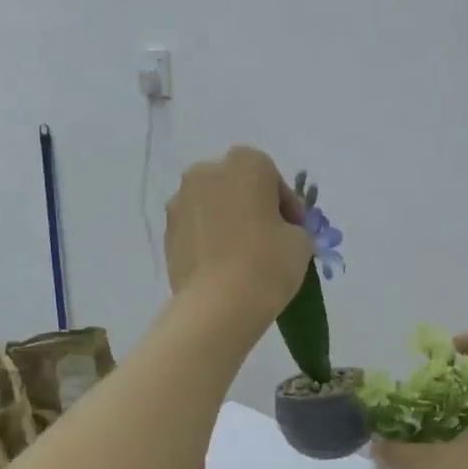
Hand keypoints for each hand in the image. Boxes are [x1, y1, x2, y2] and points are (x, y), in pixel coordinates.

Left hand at [165, 146, 313, 326]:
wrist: (218, 305)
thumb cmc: (266, 263)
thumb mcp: (301, 242)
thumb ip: (292, 227)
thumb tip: (279, 232)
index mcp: (244, 163)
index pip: (272, 177)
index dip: (287, 205)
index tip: (294, 229)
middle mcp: (206, 172)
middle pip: (237, 186)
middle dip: (252, 206)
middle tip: (268, 238)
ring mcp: (180, 202)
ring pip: (212, 206)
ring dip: (227, 222)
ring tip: (242, 255)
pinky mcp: (167, 232)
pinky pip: (196, 229)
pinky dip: (208, 240)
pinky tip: (221, 266)